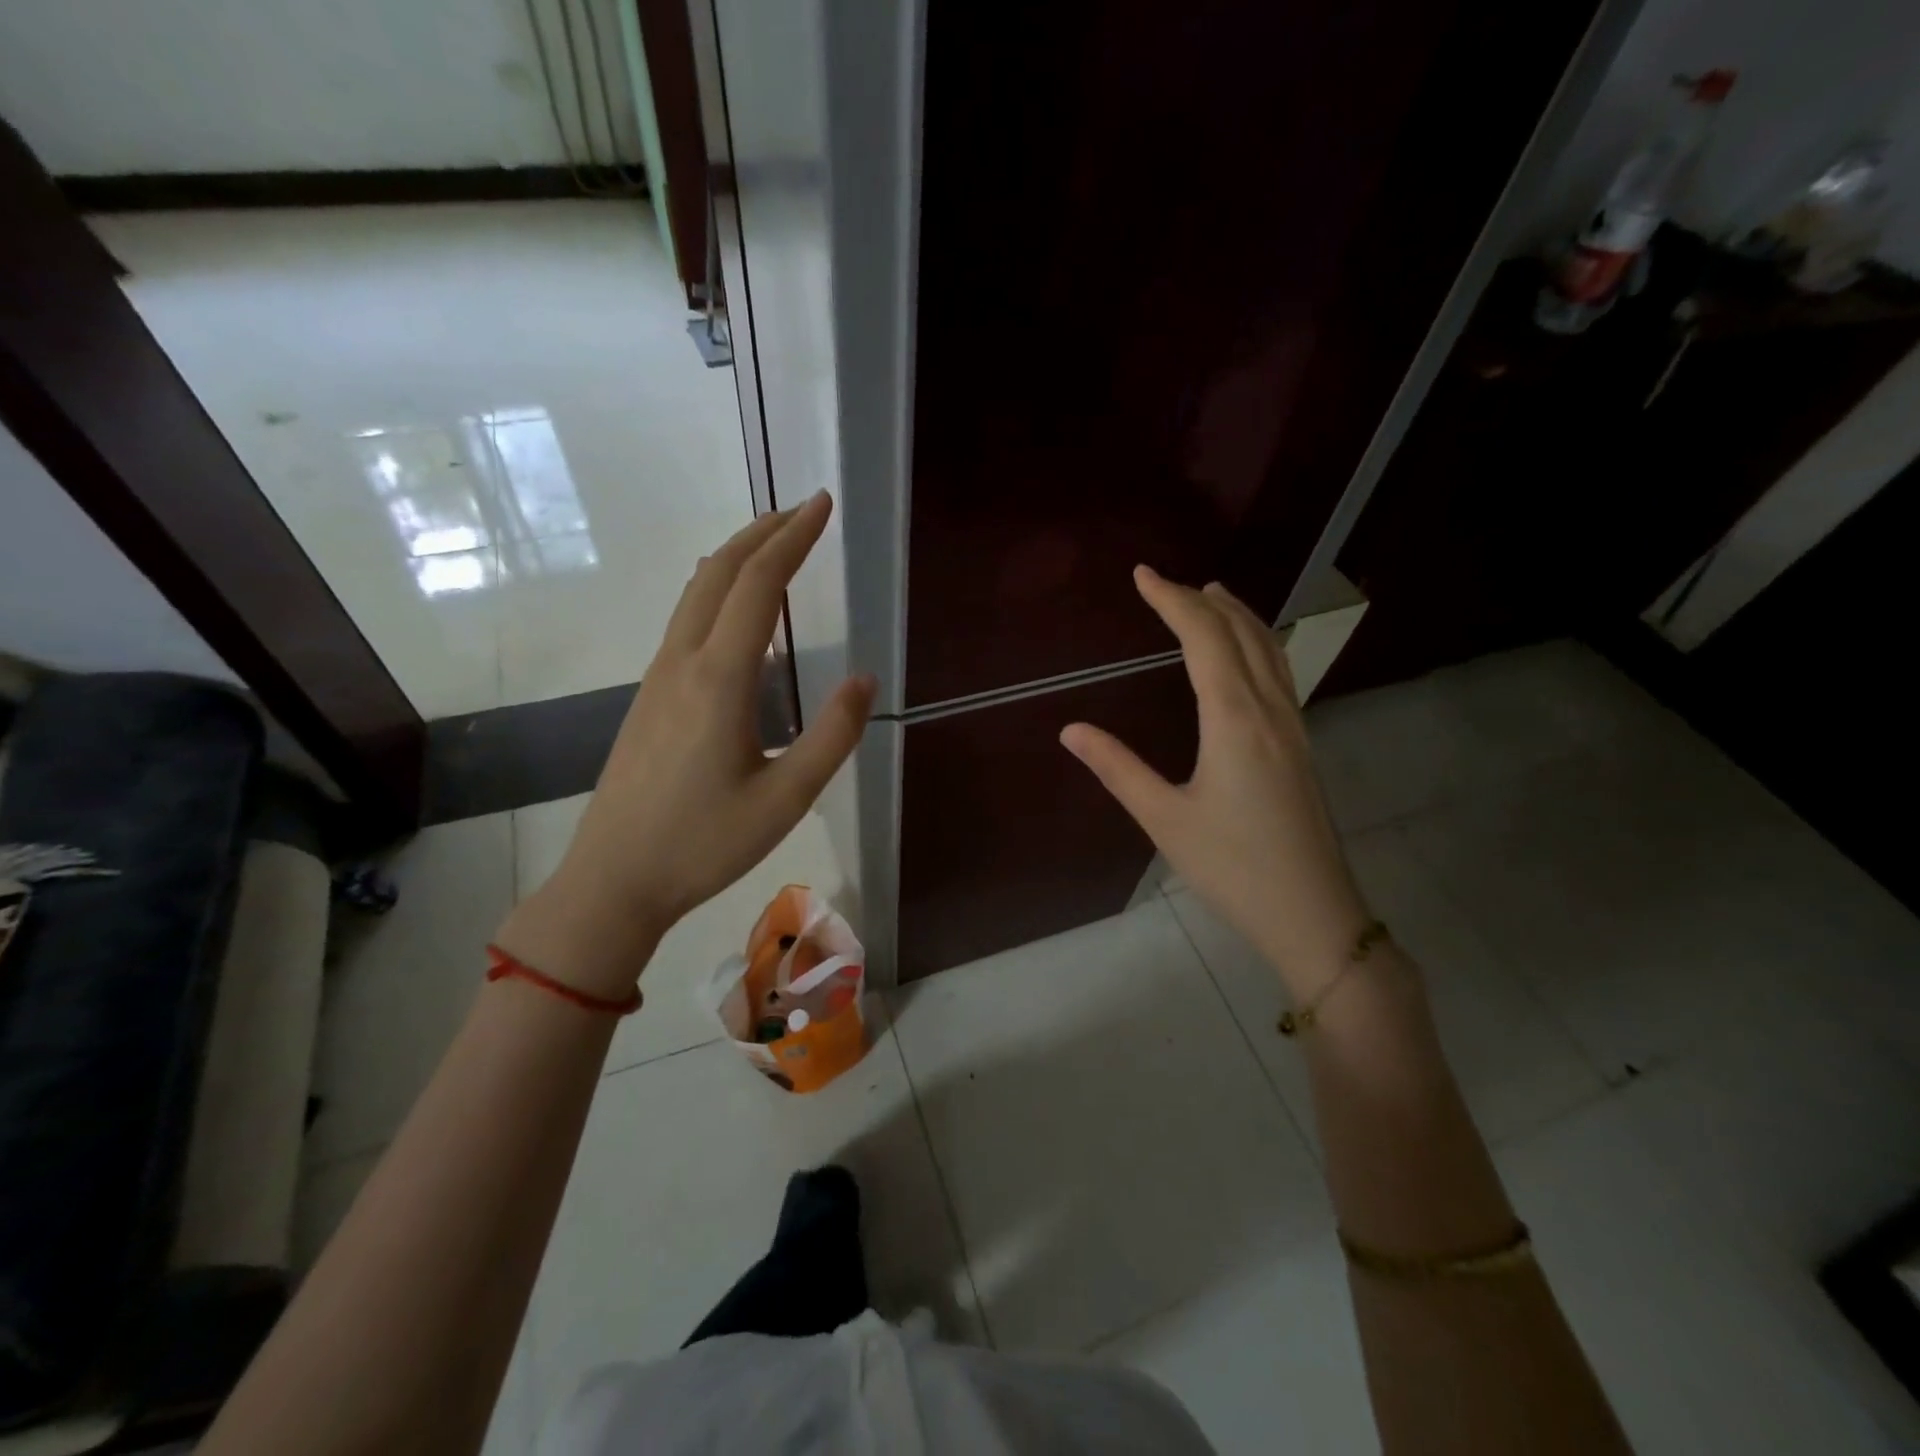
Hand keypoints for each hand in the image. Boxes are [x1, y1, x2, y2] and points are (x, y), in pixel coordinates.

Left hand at [495, 492, 875, 999]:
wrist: (614, 879)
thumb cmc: (704, 843)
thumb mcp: (786, 798)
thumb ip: (832, 735)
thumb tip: (866, 679)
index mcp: (719, 678)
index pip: (760, 584)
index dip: (793, 538)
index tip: (821, 504)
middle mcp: (683, 662)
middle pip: (719, 572)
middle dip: (763, 532)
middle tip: (805, 510)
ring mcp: (658, 677)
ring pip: (697, 592)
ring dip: (737, 557)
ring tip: (776, 544)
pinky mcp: (649, 696)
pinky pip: (686, 620)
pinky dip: (718, 589)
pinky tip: (737, 608)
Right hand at [1060, 566, 1368, 997]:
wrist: (1314, 914)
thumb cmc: (1233, 868)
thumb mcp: (1164, 819)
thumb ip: (1117, 768)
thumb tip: (1070, 729)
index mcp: (1235, 719)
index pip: (1203, 638)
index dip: (1171, 600)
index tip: (1142, 574)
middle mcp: (1270, 710)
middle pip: (1241, 633)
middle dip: (1202, 600)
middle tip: (1166, 582)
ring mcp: (1294, 726)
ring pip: (1269, 649)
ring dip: (1238, 616)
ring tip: (1213, 595)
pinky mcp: (1301, 746)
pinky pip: (1279, 672)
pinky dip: (1257, 643)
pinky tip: (1246, 656)